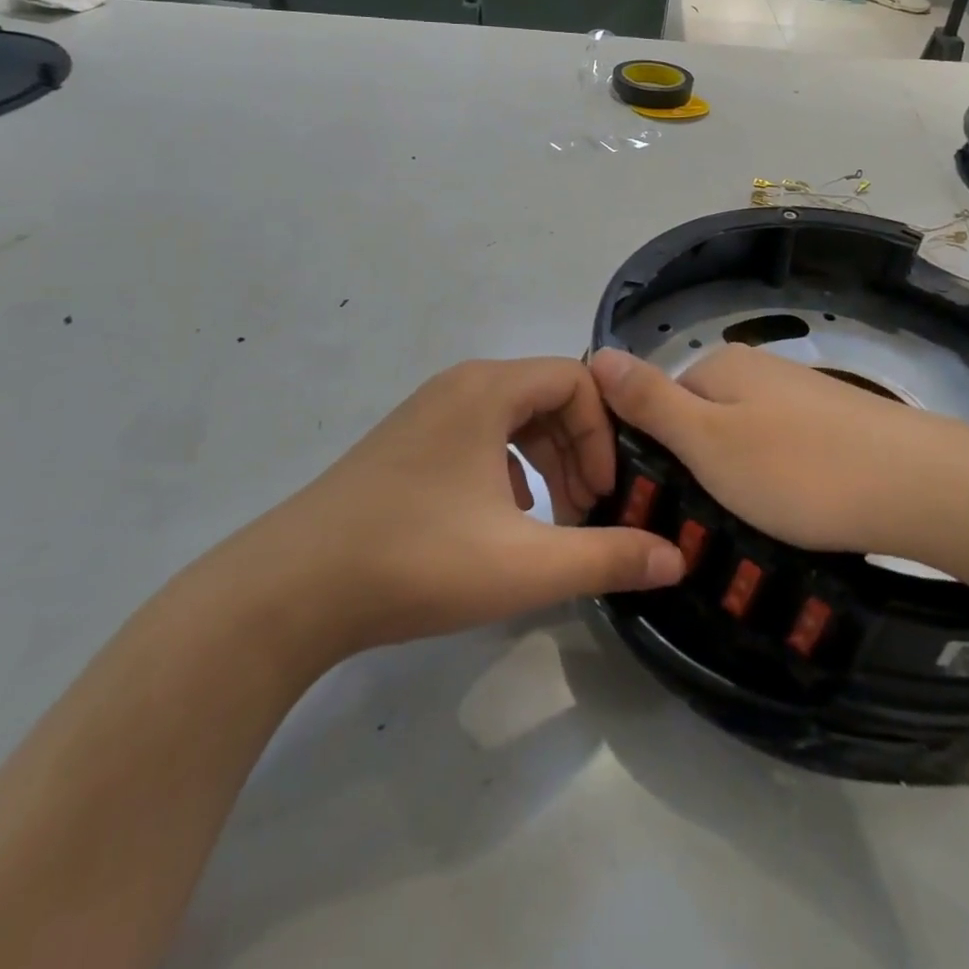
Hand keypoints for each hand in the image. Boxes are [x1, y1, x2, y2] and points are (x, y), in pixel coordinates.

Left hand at [252, 358, 686, 655]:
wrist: (293, 588)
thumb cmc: (418, 561)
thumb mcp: (526, 565)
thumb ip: (607, 557)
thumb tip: (675, 558)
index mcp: (487, 390)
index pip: (574, 380)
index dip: (604, 432)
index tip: (606, 493)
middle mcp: (457, 387)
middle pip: (544, 396)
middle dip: (578, 450)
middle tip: (588, 511)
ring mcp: (424, 414)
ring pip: (509, 419)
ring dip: (545, 461)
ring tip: (554, 519)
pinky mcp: (404, 445)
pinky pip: (476, 438)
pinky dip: (506, 469)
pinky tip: (505, 521)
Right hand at [590, 344, 968, 563]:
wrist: (924, 488)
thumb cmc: (799, 470)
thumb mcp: (707, 441)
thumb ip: (648, 401)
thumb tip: (594, 351)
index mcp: (718, 367)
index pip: (652, 401)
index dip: (644, 451)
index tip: (649, 503)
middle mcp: (756, 369)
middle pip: (696, 420)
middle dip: (691, 469)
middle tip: (698, 523)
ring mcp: (799, 395)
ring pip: (739, 439)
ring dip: (732, 481)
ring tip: (745, 529)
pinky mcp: (835, 424)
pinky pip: (780, 451)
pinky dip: (774, 482)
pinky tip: (792, 514)